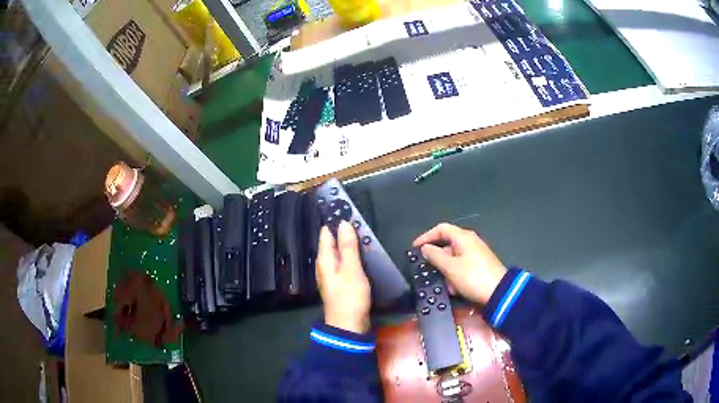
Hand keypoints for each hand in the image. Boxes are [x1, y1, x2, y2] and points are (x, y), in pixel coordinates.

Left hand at [316, 221, 371, 332]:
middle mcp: (324, 265)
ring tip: (359, 232)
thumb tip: (343, 223)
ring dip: (346, 244)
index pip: (326, 234)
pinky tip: (358, 255)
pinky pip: (343, 263)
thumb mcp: (351, 269)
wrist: (348, 325)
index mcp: (324, 260)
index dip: (333, 222)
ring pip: (337, 254)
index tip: (343, 208)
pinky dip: (350, 256)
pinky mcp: (340, 284)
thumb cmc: (349, 296)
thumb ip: (348, 247)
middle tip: (355, 217)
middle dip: (340, 231)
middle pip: (330, 244)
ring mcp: (331, 275)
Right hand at [413, 223, 506, 304]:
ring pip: (453, 259)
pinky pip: (461, 267)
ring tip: (446, 285)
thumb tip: (425, 248)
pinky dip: (455, 276)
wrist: (498, 292)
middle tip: (428, 271)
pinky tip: (455, 289)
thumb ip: (434, 256)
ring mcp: (475, 254)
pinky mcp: (479, 265)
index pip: (440, 229)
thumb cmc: (472, 277)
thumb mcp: (450, 267)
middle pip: (446, 245)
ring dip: (446, 272)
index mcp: (463, 237)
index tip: (415, 248)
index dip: (426, 236)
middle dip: (437, 260)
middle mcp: (469, 242)